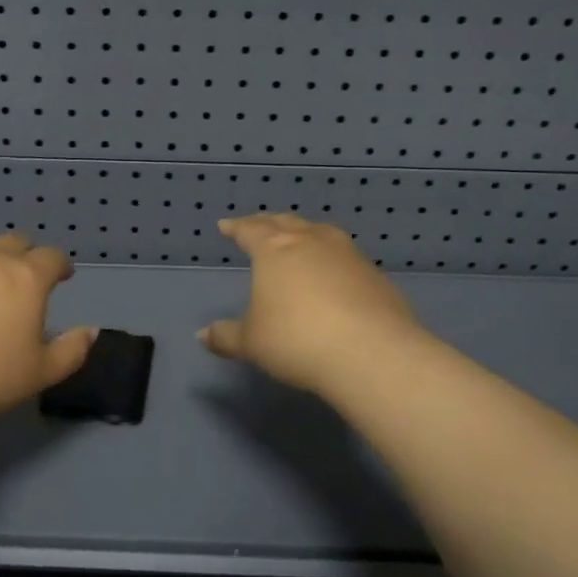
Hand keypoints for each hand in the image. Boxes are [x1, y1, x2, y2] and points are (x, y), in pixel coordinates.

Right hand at [199, 214, 423, 395]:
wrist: (370, 353)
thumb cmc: (296, 340)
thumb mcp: (252, 343)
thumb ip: (226, 336)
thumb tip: (202, 335)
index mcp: (275, 251)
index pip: (250, 230)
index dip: (236, 227)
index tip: (226, 226)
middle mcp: (312, 242)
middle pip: (286, 224)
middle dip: (269, 223)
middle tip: (259, 225)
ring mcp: (348, 255)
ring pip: (321, 233)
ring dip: (305, 232)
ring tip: (299, 238)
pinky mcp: (375, 276)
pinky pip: (346, 256)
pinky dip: (332, 258)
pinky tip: (333, 273)